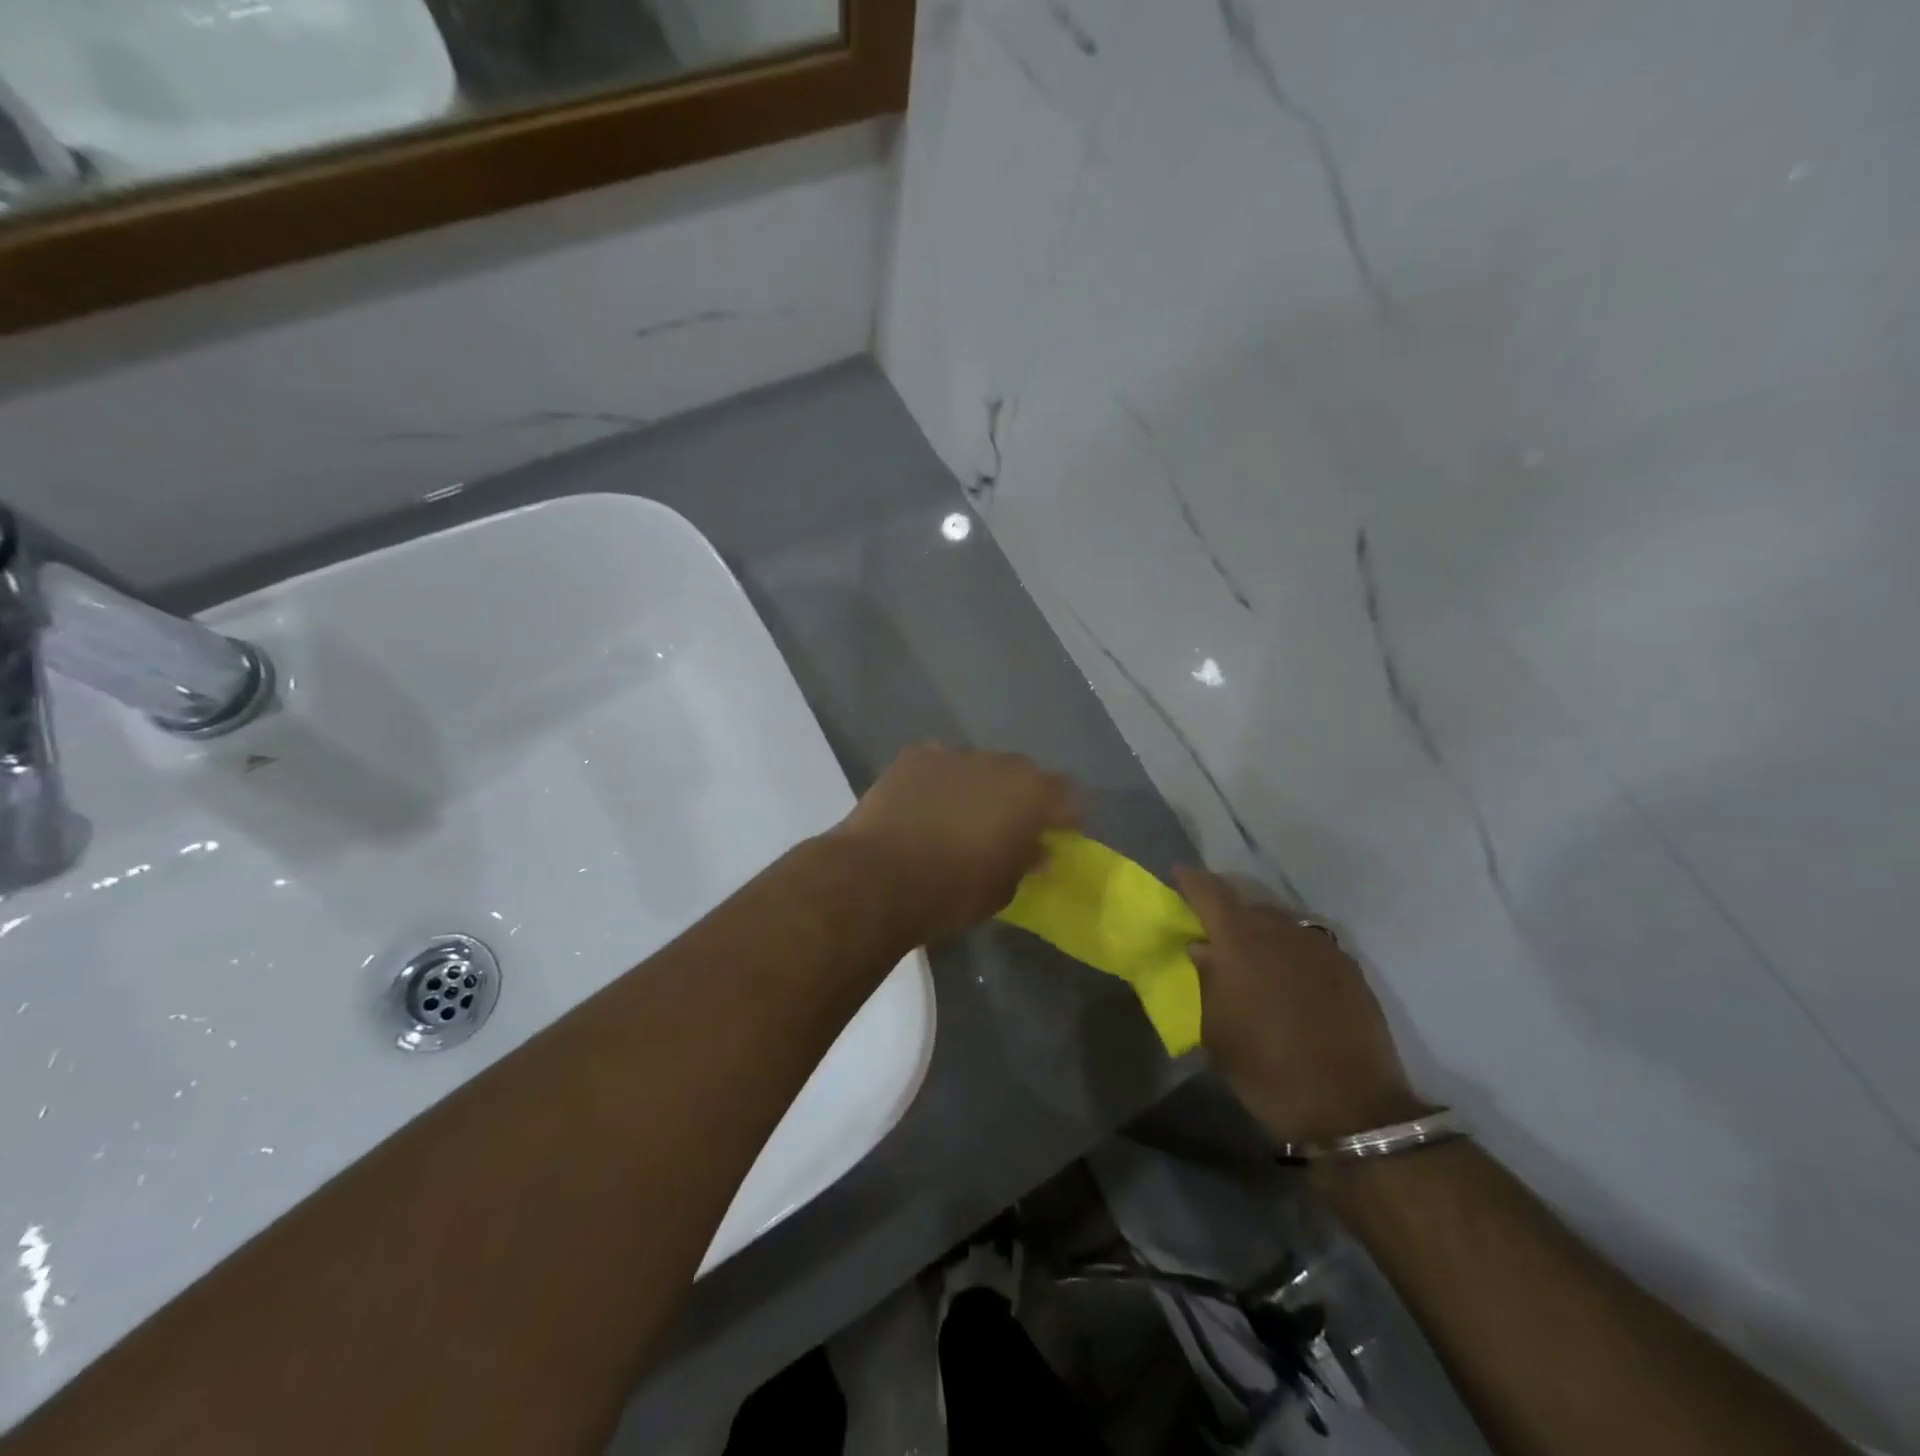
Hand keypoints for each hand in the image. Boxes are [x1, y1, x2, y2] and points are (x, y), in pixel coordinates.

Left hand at [831, 743, 1080, 944]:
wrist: (877, 877)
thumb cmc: (952, 892)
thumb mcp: (1003, 889)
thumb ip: (1026, 862)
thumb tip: (1036, 850)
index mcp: (1032, 795)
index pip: (1068, 794)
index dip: (1063, 816)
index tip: (1054, 837)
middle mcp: (999, 764)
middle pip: (1023, 774)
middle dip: (1020, 798)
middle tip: (1006, 828)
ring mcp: (954, 754)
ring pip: (979, 767)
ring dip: (978, 788)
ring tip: (959, 818)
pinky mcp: (915, 756)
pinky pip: (940, 765)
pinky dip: (940, 782)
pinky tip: (924, 807)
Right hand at [1173, 868, 1425, 1146]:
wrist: (1350, 1107)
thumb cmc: (1266, 1068)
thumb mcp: (1215, 1029)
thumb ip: (1205, 979)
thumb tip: (1202, 949)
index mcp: (1240, 939)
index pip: (1210, 890)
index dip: (1190, 881)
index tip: (1176, 877)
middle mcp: (1281, 930)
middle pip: (1246, 903)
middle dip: (1225, 909)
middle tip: (1211, 929)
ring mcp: (1319, 946)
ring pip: (1280, 922)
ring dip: (1259, 930)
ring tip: (1250, 954)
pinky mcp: (1348, 967)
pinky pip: (1307, 944)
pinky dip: (1289, 950)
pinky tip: (1287, 976)